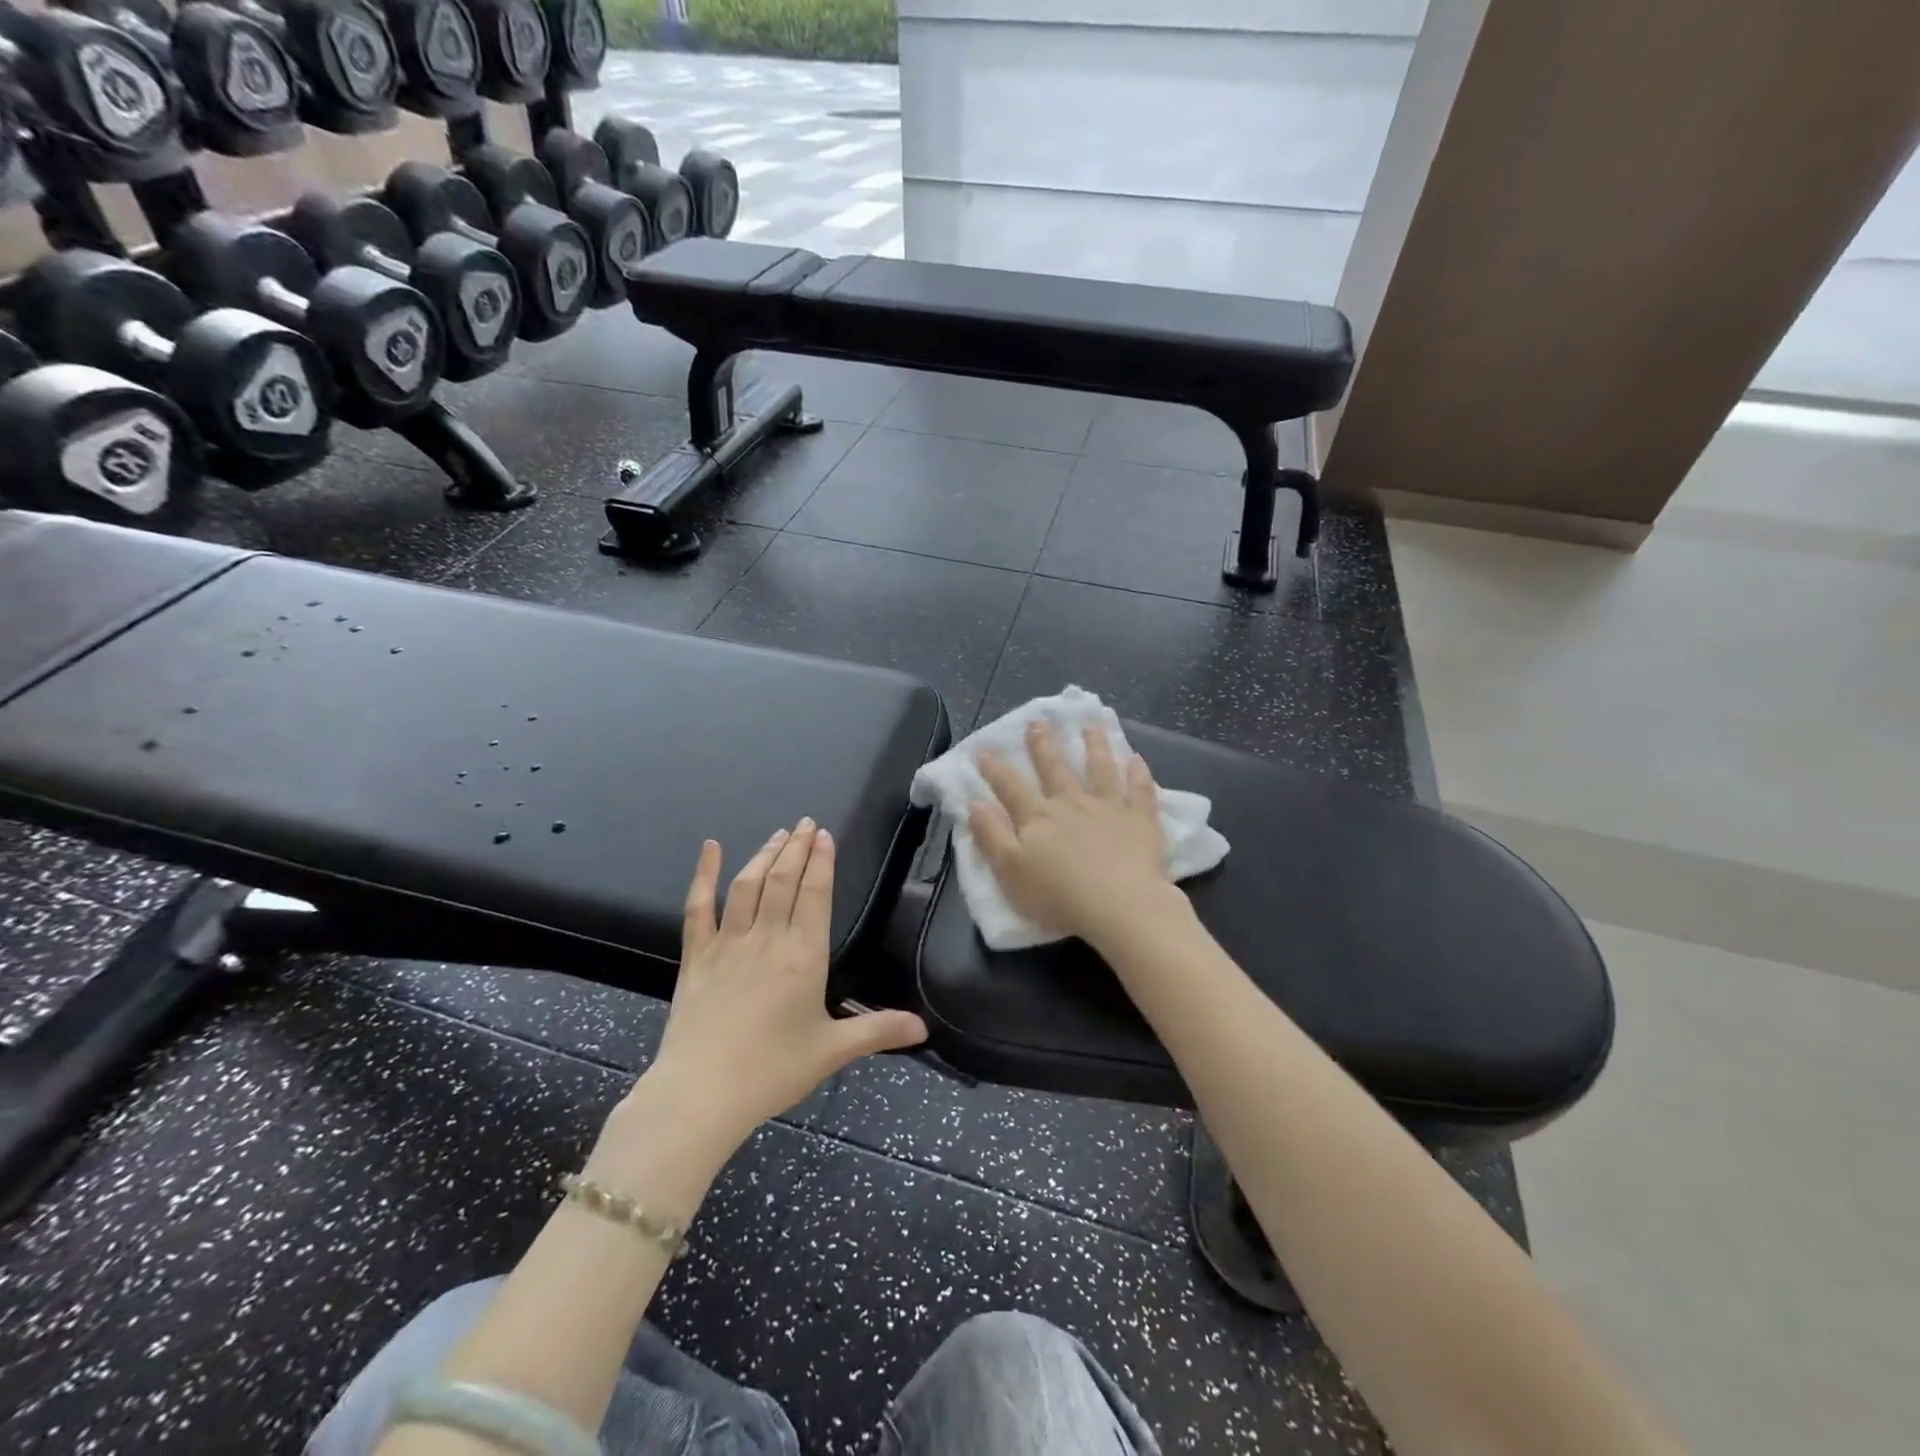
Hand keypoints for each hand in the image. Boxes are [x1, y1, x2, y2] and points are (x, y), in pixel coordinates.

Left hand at [631, 821, 928, 1161]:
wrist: (701, 1094)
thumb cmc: (772, 1071)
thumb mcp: (832, 1051)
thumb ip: (878, 1032)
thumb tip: (924, 1028)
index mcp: (803, 956)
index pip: (815, 894)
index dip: (821, 861)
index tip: (824, 835)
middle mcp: (767, 939)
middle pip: (783, 881)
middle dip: (797, 848)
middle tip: (806, 823)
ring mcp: (728, 944)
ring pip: (748, 886)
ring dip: (765, 855)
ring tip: (779, 834)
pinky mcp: (697, 957)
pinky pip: (699, 908)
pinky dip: (705, 875)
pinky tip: (710, 849)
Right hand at [971, 721, 1176, 944]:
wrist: (1119, 907)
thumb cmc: (1058, 897)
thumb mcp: (1010, 871)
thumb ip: (992, 836)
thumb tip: (975, 803)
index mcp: (1038, 818)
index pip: (1010, 787)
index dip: (994, 769)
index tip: (983, 750)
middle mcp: (1071, 803)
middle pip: (1055, 768)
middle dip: (1043, 745)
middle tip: (1038, 722)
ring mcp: (1108, 808)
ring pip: (1099, 769)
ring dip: (1094, 746)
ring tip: (1090, 726)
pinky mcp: (1140, 820)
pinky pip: (1140, 791)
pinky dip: (1138, 774)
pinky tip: (1137, 759)